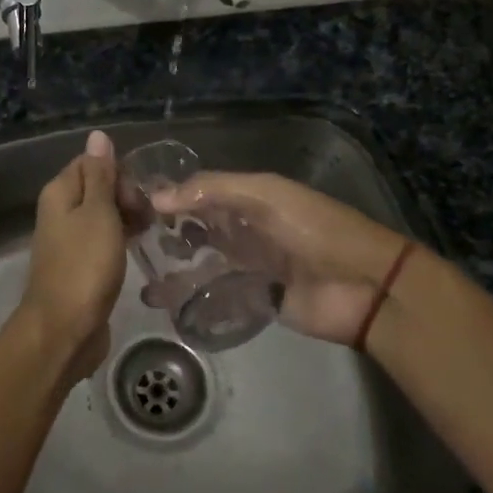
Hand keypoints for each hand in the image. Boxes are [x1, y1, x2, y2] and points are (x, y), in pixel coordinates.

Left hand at [17, 131, 126, 380]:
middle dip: (126, 196)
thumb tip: (97, 135)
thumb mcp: (98, 214)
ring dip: (127, 218)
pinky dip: (121, 240)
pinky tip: (139, 248)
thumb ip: (100, 176)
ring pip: (102, 216)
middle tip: (150, 217)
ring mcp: (68, 240)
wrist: (65, 328)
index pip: (91, 163)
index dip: (119, 173)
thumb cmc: (84, 266)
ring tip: (153, 231)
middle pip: (97, 188)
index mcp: (60, 193)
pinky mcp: (79, 265)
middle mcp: (60, 211)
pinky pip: (102, 240)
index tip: (141, 194)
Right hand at [149, 171, 409, 344]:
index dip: (168, 196)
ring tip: (139, 276)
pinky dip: (190, 298)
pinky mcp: (253, 300)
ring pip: (202, 263)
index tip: (128, 204)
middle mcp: (245, 229)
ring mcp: (248, 266)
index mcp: (250, 198)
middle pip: (197, 229)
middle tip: (129, 243)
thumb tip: (156, 196)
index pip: (199, 192)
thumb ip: (212, 191)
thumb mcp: (265, 196)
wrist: (364, 286)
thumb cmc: (315, 230)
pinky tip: (160, 302)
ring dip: (174, 268)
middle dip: (165, 234)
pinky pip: (215, 296)